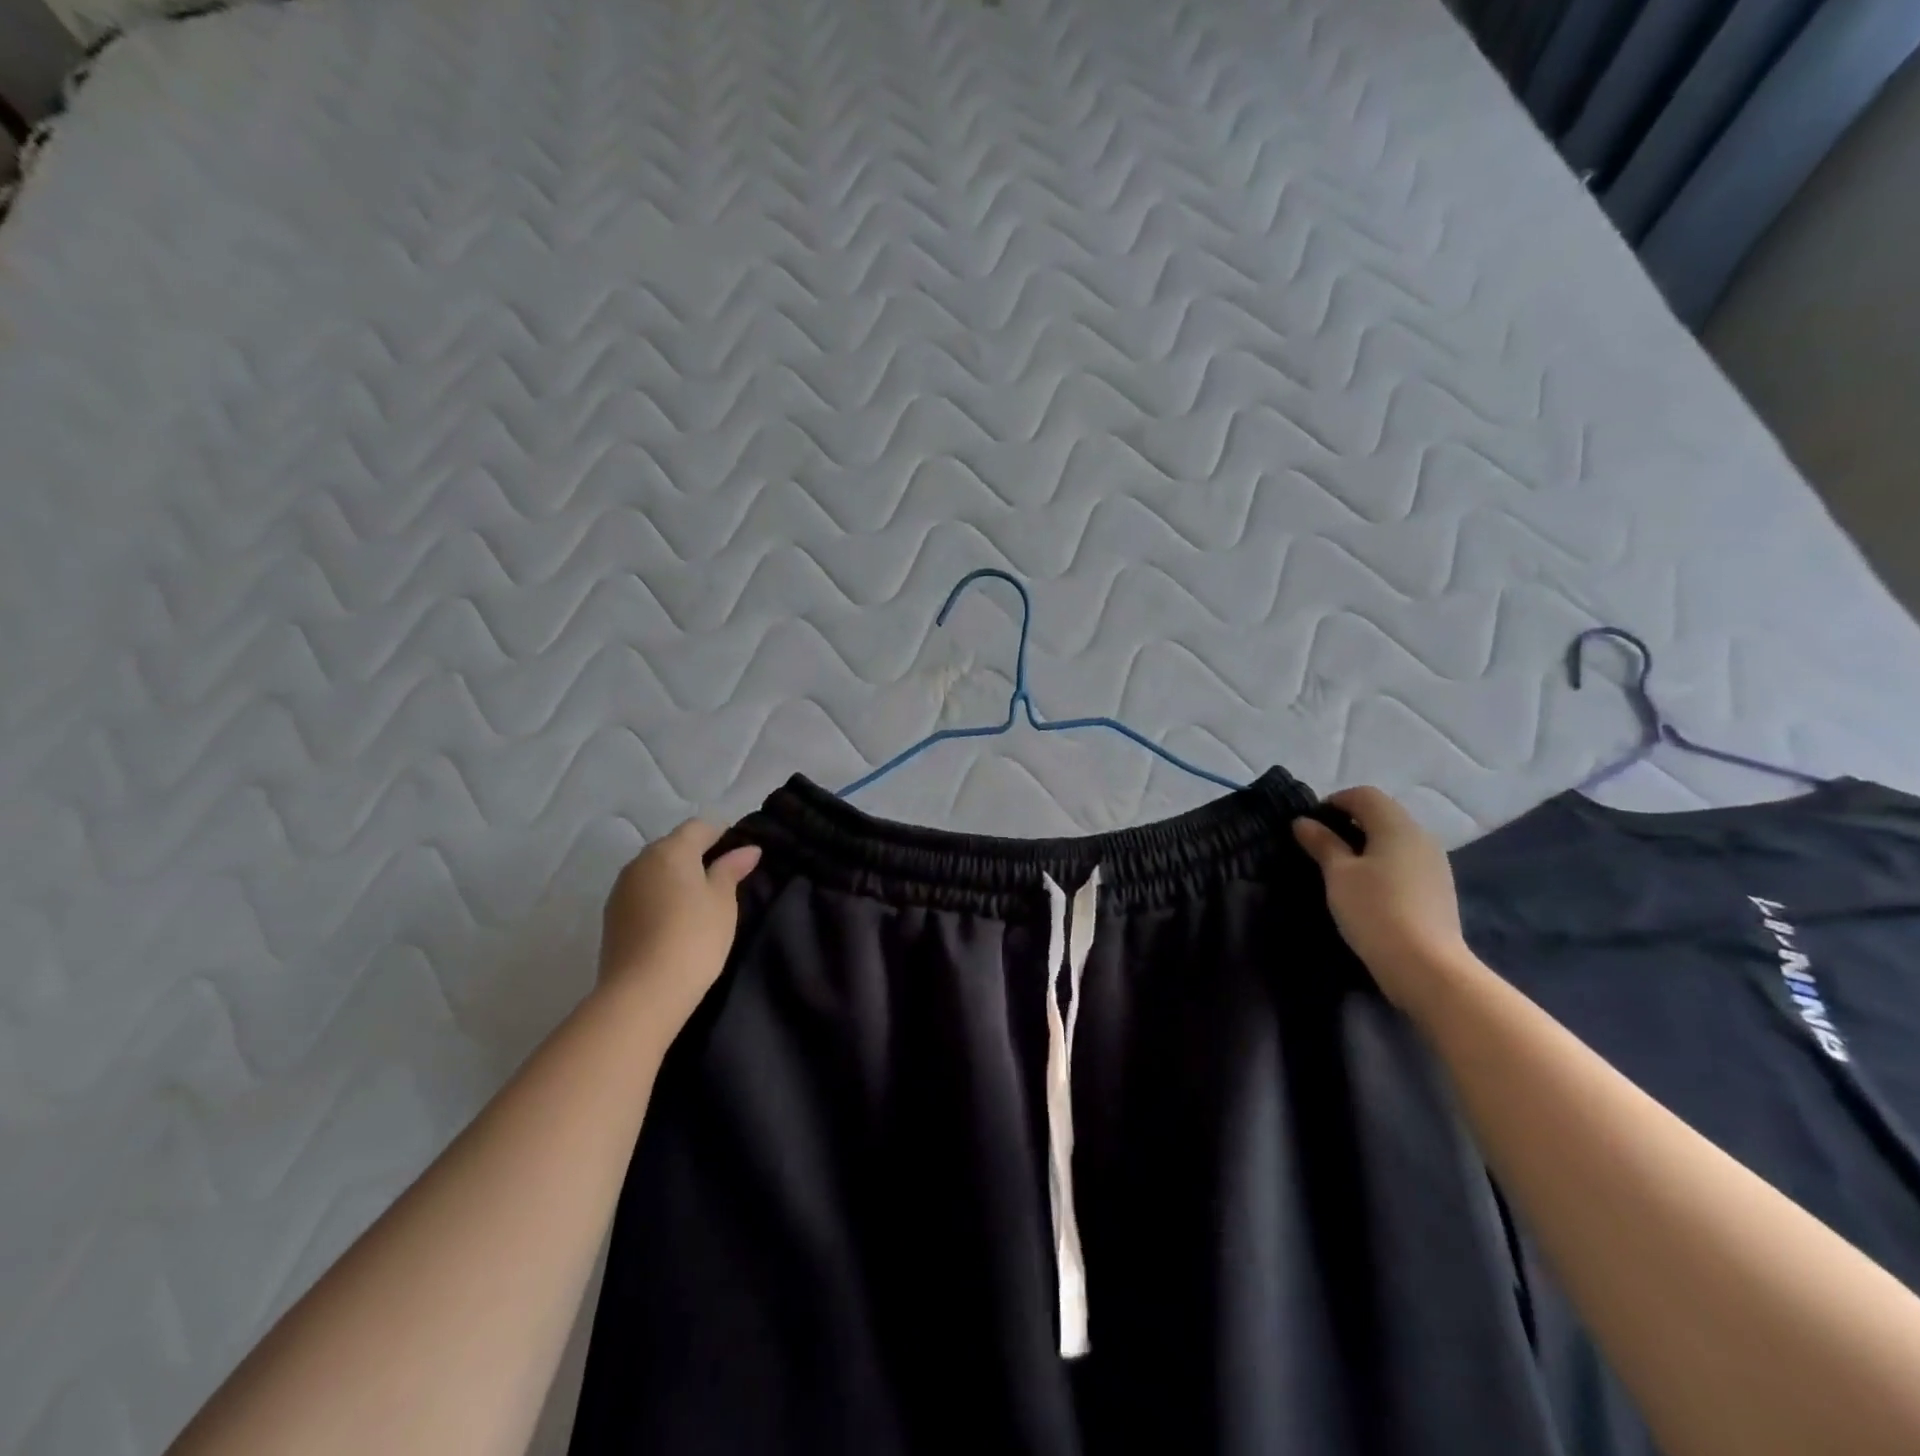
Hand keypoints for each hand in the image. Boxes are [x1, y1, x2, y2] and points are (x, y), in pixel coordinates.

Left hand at [598, 820, 761, 1027]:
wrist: (642, 993)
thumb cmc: (694, 938)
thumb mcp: (723, 901)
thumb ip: (731, 870)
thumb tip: (747, 849)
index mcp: (670, 850)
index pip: (700, 827)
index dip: (722, 833)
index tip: (741, 853)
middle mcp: (641, 861)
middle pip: (674, 846)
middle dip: (698, 855)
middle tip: (724, 879)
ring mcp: (621, 889)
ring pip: (655, 870)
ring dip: (676, 877)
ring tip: (700, 902)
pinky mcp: (612, 916)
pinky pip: (642, 893)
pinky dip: (660, 897)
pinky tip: (674, 921)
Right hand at [1293, 787, 1472, 1014]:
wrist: (1426, 966)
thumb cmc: (1375, 911)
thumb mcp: (1338, 874)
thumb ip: (1322, 843)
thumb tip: (1303, 821)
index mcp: (1397, 826)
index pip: (1364, 795)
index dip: (1334, 802)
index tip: (1310, 825)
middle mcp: (1421, 836)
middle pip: (1382, 814)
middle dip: (1349, 823)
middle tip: (1320, 847)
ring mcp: (1434, 863)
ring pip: (1394, 839)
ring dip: (1366, 844)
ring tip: (1341, 870)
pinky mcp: (1438, 888)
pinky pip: (1405, 861)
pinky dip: (1383, 863)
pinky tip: (1368, 890)